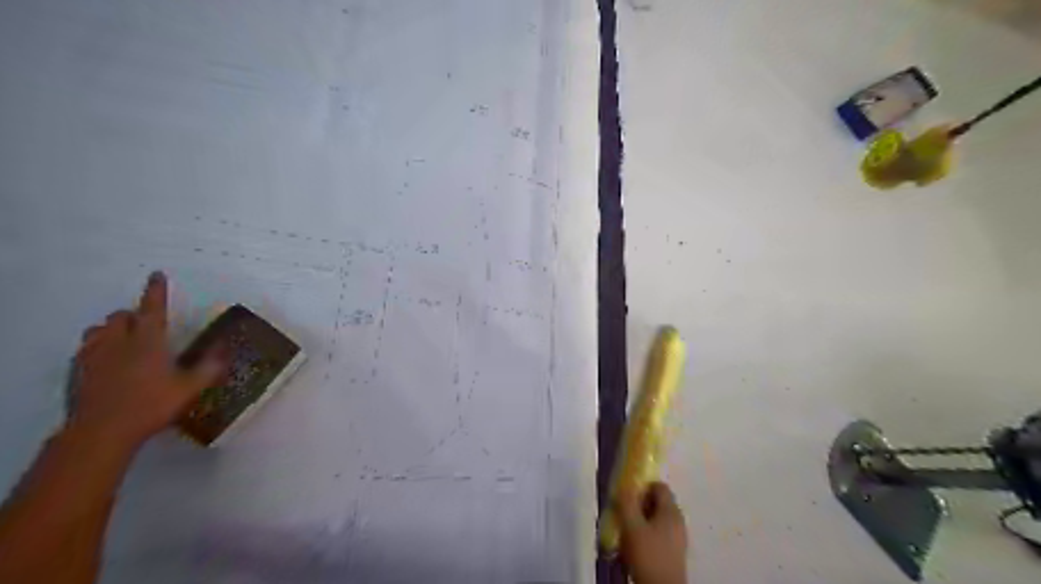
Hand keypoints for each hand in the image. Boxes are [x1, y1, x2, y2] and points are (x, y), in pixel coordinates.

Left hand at [69, 270, 225, 445]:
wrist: (102, 431)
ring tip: (123, 338)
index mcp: (148, 342)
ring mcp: (95, 356)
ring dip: (112, 328)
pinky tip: (105, 359)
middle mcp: (119, 342)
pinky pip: (86, 348)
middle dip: (133, 315)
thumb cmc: (151, 405)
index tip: (157, 274)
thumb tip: (226, 350)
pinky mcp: (79, 371)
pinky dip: (98, 345)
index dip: (156, 291)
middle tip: (146, 324)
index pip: (152, 309)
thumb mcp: (190, 388)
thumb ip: (208, 368)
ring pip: (99, 329)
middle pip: (120, 316)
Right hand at [611, 482, 689, 583]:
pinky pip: (659, 534)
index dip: (643, 486)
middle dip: (639, 505)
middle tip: (623, 513)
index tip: (628, 496)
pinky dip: (646, 535)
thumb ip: (627, 502)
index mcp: (671, 511)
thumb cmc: (648, 555)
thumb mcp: (631, 526)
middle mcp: (678, 521)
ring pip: (657, 520)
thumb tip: (624, 485)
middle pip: (658, 503)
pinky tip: (634, 547)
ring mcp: (678, 537)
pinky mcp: (674, 552)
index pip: (659, 486)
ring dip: (640, 521)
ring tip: (626, 531)